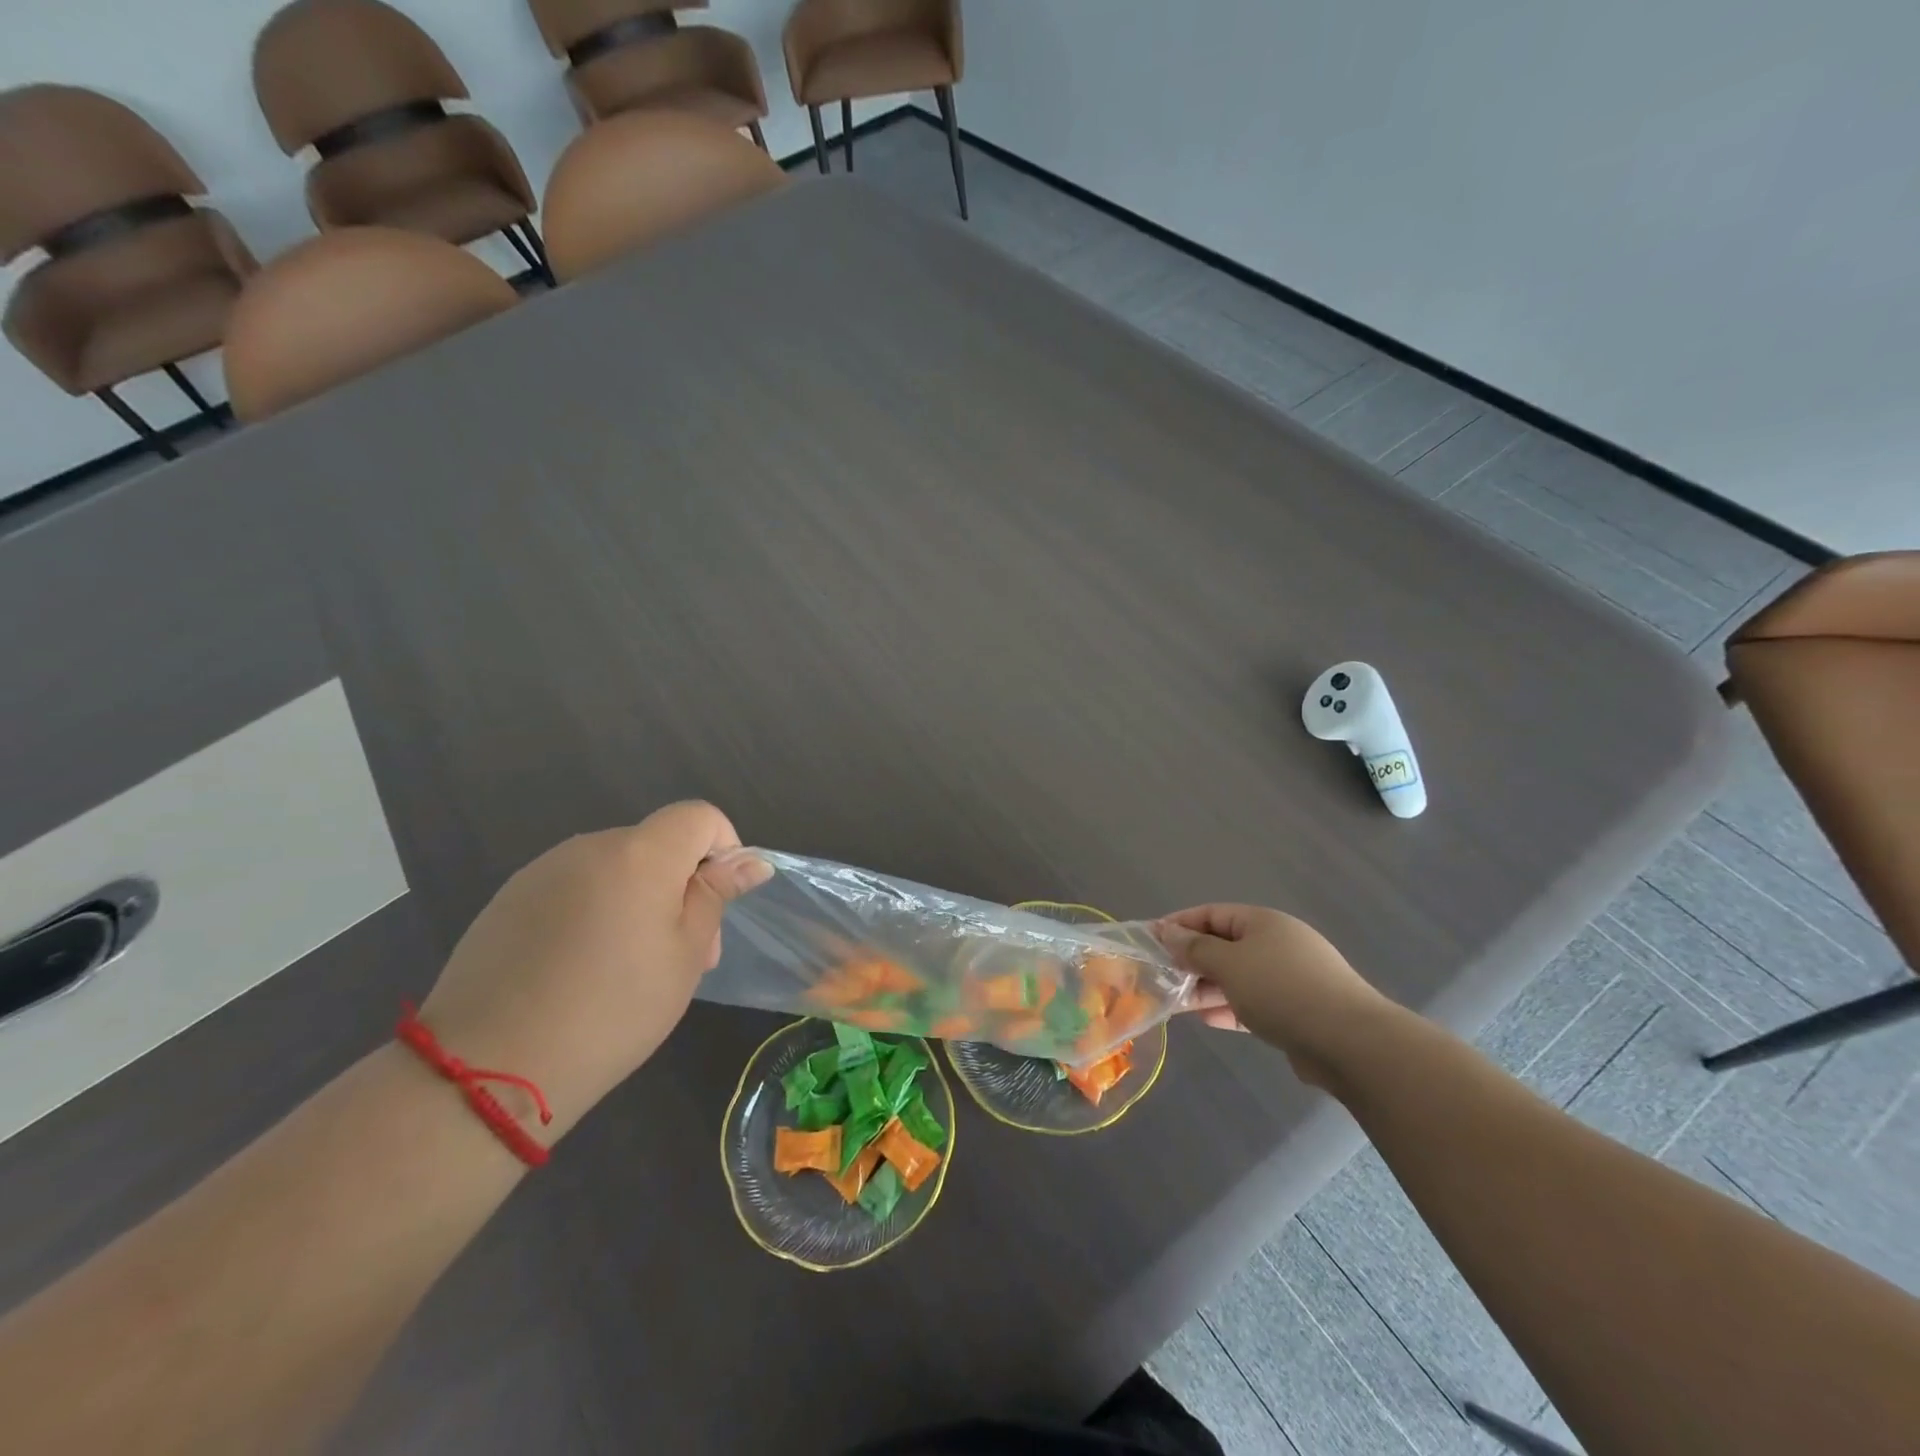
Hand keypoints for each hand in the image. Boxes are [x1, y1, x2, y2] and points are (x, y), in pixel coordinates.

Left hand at [417, 802, 769, 1137]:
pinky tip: (581, 970)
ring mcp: (543, 871)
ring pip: (616, 868)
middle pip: (657, 844)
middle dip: (683, 886)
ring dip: (640, 900)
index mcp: (640, 854)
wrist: (487, 1070)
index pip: (699, 816)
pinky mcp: (509, 899)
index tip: (719, 902)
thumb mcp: (684, 956)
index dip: (724, 848)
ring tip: (631, 969)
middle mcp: (590, 846)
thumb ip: (715, 896)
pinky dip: (596, 912)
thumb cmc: (612, 1010)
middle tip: (685, 955)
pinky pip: (575, 888)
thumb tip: (752, 861)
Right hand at [1154, 905, 1392, 1088]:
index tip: (1150, 939)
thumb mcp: (1229, 964)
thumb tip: (1168, 931)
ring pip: (1238, 976)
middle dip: (1192, 959)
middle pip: (1224, 945)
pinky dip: (1230, 1007)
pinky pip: (1254, 1002)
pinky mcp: (1297, 1011)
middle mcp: (1277, 944)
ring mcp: (1290, 978)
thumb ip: (1195, 948)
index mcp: (1263, 922)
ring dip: (1208, 986)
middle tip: (1160, 975)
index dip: (1180, 923)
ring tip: (1178, 1001)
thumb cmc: (1281, 990)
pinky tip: (1208, 1019)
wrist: (1350, 1043)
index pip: (1212, 914)